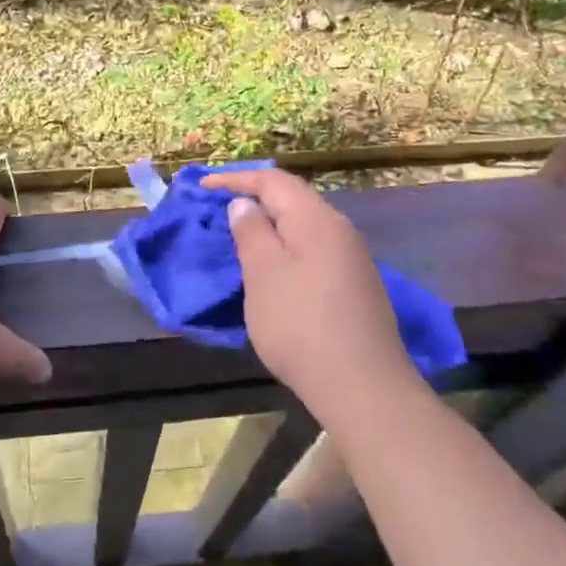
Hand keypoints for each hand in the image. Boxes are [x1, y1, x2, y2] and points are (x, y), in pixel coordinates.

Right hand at [201, 168, 413, 415]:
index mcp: (316, 218)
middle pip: (292, 198)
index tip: (202, 185)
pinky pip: (313, 249)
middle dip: (253, 198)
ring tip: (240, 236)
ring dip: (270, 225)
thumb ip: (251, 231)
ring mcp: (352, 258)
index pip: (272, 180)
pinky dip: (286, 248)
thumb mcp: (263, 274)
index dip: (235, 178)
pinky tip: (273, 269)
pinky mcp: (355, 285)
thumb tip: (245, 204)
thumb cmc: (301, 325)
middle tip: (218, 208)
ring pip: (303, 226)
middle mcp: (339, 229)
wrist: (363, 388)